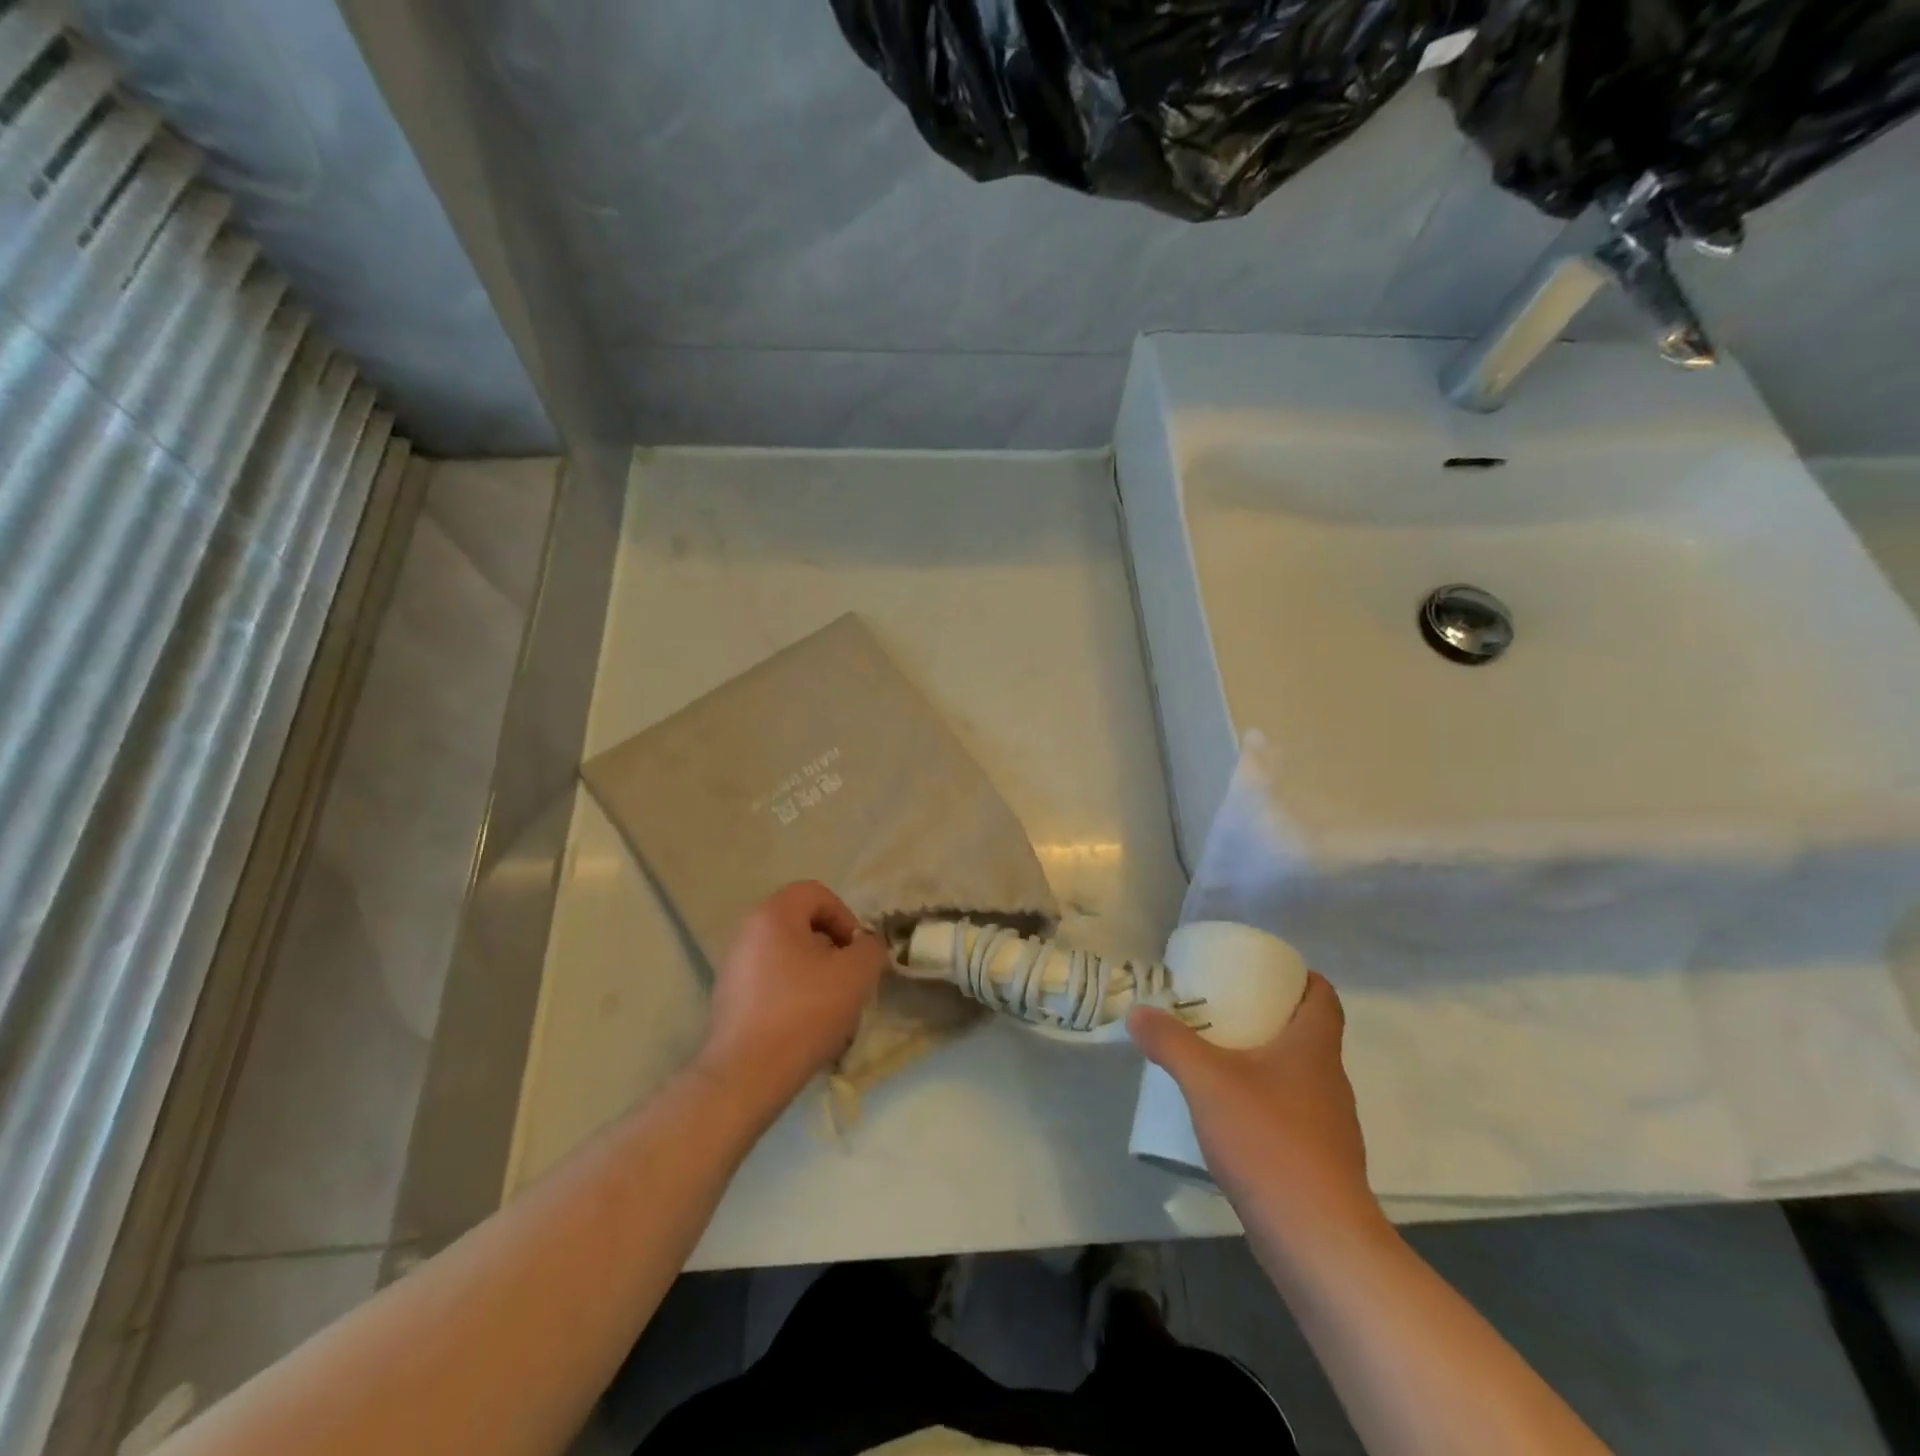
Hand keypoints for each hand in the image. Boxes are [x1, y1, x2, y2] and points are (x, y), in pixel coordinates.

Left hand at [697, 881, 888, 1115]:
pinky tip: (806, 1027)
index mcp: (773, 915)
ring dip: (816, 974)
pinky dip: (794, 995)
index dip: (845, 917)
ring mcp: (734, 966)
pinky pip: (772, 982)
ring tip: (832, 1008)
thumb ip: (871, 948)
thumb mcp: (856, 974)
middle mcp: (748, 932)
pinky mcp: (730, 999)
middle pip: (802, 925)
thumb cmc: (804, 1013)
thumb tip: (866, 946)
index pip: (816, 893)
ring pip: (788, 956)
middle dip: (832, 949)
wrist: (746, 1075)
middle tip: (849, 979)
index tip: (857, 952)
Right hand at [1128, 974, 1376, 1231]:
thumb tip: (1138, 1012)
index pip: (1323, 997)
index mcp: (1314, 1048)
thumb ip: (1170, 1042)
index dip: (1300, 978)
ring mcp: (1330, 1126)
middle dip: (1268, 1018)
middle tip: (1223, 1010)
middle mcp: (1329, 1080)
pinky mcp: (1321, 1163)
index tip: (1263, 972)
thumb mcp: (1207, 1081)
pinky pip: (1292, 1116)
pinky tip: (1231, 1118)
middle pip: (1307, 1034)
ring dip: (1265, 1064)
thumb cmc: (1268, 1141)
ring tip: (1219, 1061)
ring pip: (1298, 1077)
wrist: (1318, 1240)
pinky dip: (1265, 1105)